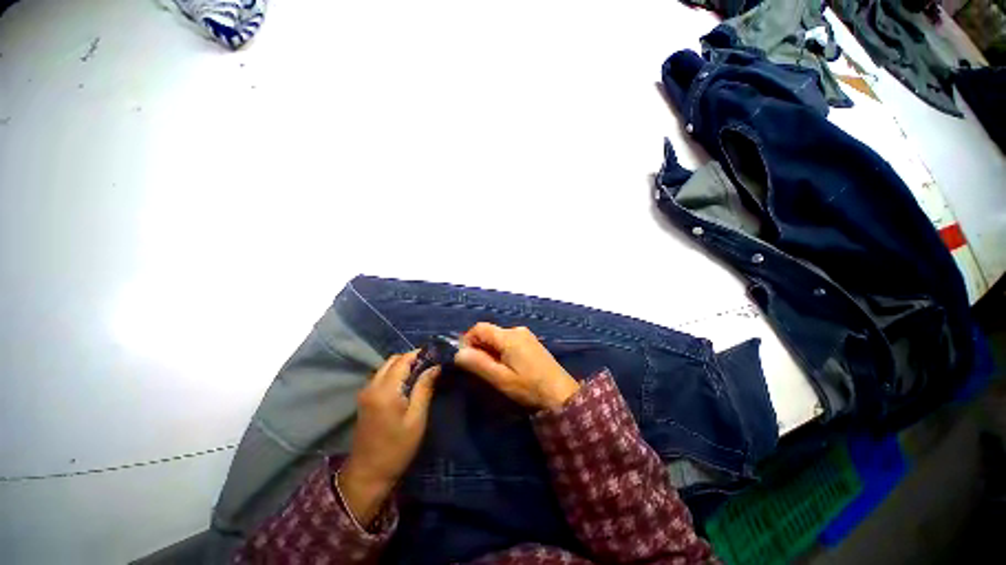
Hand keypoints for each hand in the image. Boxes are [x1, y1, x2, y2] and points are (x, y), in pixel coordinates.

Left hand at [338, 352, 439, 525]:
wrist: (368, 474)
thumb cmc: (397, 448)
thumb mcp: (416, 419)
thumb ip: (424, 388)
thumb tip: (435, 366)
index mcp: (385, 390)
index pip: (403, 360)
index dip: (419, 354)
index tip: (436, 354)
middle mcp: (372, 386)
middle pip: (392, 360)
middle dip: (411, 358)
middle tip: (430, 364)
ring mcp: (365, 392)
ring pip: (386, 367)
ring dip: (402, 365)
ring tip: (421, 373)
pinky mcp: (364, 399)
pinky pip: (381, 376)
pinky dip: (395, 373)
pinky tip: (407, 383)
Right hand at [454, 323, 579, 410]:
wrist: (562, 394)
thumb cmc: (530, 387)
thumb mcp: (501, 379)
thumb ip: (479, 364)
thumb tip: (458, 353)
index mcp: (508, 336)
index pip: (479, 328)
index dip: (468, 340)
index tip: (466, 359)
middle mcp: (517, 330)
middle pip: (489, 332)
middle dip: (479, 347)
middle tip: (479, 368)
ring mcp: (526, 335)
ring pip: (499, 337)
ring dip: (490, 350)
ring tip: (493, 370)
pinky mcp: (532, 342)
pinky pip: (510, 341)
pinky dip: (501, 350)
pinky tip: (507, 366)